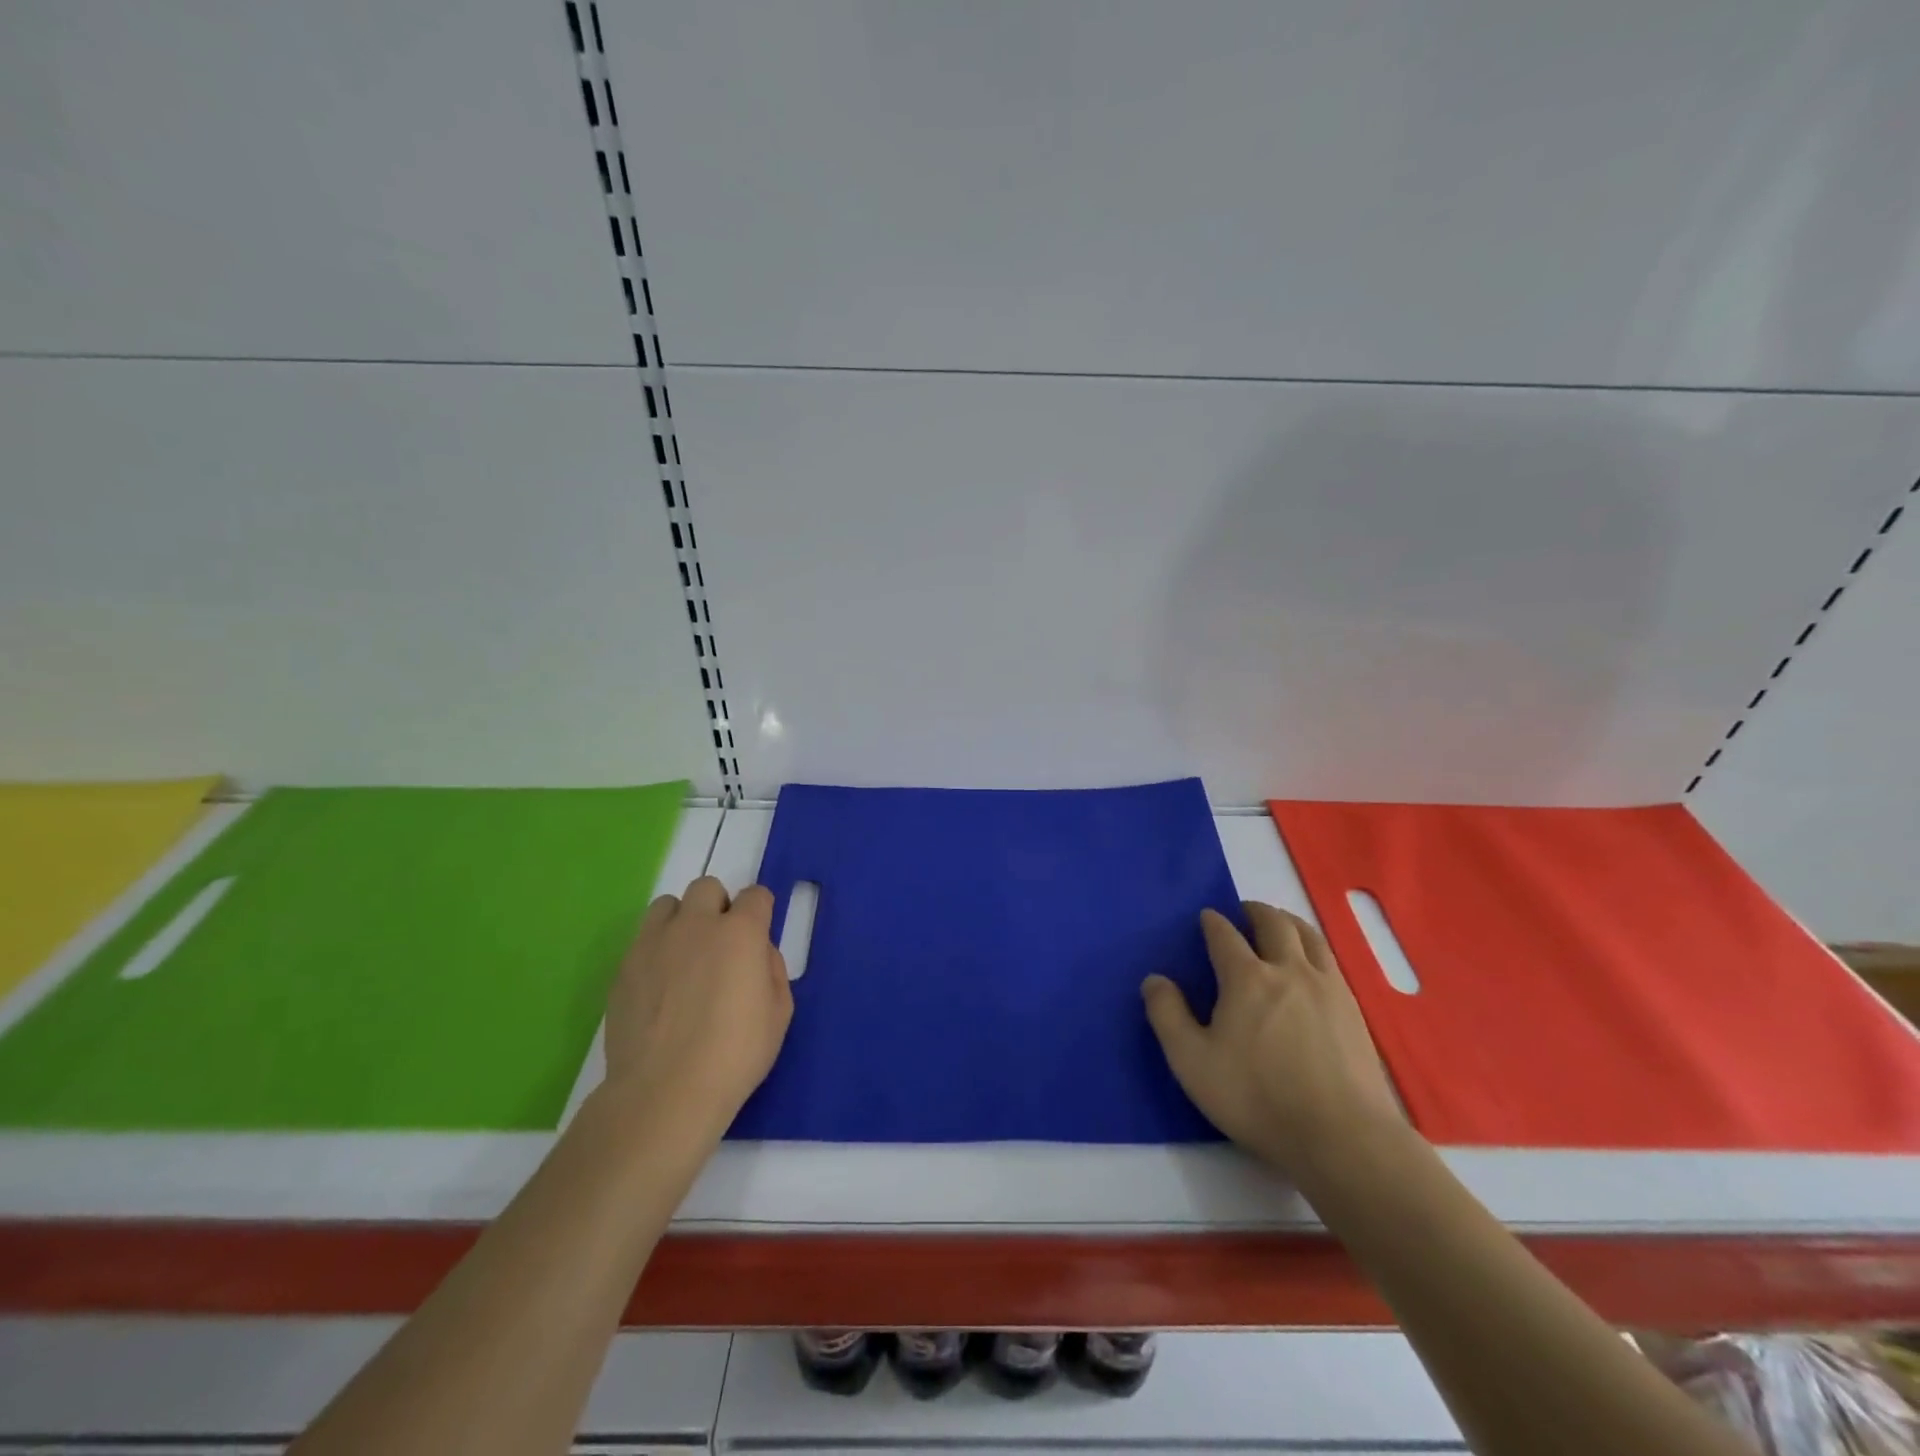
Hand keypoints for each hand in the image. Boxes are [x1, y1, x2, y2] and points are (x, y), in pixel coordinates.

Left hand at [601, 876, 793, 1141]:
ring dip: (682, 920)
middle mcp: (697, 925)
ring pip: (668, 905)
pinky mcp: (624, 966)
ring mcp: (654, 942)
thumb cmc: (735, 1055)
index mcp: (740, 932)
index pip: (756, 895)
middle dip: (718, 907)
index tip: (757, 936)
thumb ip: (772, 969)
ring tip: (684, 957)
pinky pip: (642, 939)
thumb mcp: (779, 1013)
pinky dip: (656, 949)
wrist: (664, 1092)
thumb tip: (757, 953)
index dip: (760, 912)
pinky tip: (660, 986)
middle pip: (708, 887)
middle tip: (720, 945)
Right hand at [1143, 902, 1402, 1175]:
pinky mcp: (1353, 1010)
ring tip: (1279, 925)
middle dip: (1254, 911)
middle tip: (1243, 912)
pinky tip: (1311, 965)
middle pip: (1273, 923)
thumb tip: (1154, 979)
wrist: (1342, 1137)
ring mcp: (1327, 987)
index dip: (1212, 922)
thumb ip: (1167, 1015)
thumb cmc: (1257, 1098)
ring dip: (1288, 921)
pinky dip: (1314, 948)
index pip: (1224, 934)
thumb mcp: (1192, 1062)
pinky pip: (1331, 960)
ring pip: (1309, 935)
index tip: (1205, 918)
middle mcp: (1288, 969)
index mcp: (1246, 978)